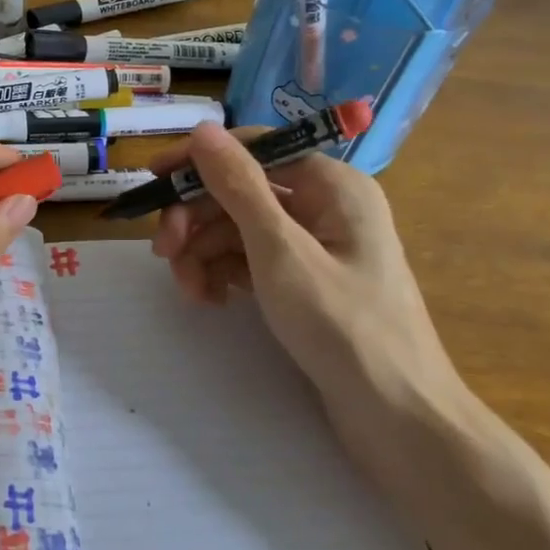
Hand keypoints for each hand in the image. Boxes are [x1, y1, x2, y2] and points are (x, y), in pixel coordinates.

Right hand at [150, 123, 464, 428]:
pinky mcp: (306, 282)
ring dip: (205, 253)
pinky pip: (253, 261)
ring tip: (189, 291)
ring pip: (241, 230)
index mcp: (332, 184)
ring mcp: (316, 246)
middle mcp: (326, 205)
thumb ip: (239, 187)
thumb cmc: (343, 327)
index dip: (199, 161)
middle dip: (197, 219)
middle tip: (162, 253)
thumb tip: (203, 129)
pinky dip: (225, 274)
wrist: (398, 419)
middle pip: (242, 192)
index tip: (152, 180)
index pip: (253, 150)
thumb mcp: (281, 252)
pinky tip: (211, 300)